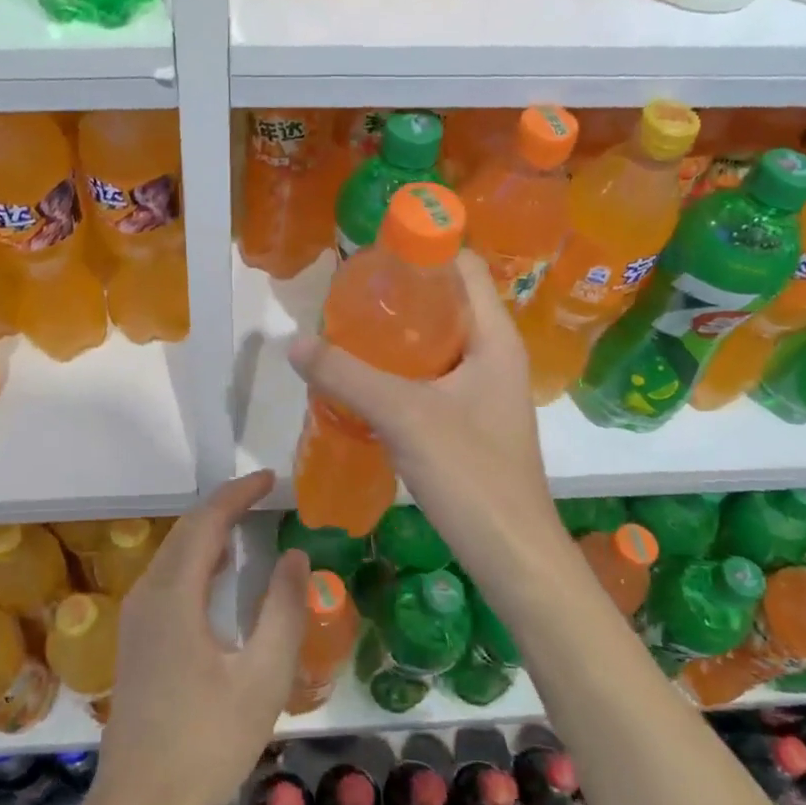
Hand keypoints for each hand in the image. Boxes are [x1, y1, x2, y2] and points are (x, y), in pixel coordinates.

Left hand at [95, 470, 308, 804]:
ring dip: (209, 532)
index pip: (206, 522)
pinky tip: (221, 576)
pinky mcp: (136, 638)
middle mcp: (147, 594)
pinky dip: (197, 559)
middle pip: (186, 531)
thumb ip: (284, 610)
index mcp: (174, 595)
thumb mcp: (262, 678)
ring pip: (174, 553)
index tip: (270, 479)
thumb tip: (294, 554)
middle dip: (224, 506)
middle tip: (265, 496)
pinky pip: (168, 577)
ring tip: (249, 526)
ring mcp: (136, 617)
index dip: (238, 494)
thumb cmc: (207, 742)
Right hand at [288, 250, 569, 586]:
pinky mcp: (470, 421)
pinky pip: (432, 379)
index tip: (371, 258)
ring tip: (346, 337)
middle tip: (347, 301)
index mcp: (494, 338)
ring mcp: (484, 391)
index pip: (464, 267)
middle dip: (399, 296)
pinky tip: (363, 384)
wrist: (511, 553)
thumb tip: (294, 343)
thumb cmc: (470, 473)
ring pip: (437, 344)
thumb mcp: (402, 416)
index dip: (422, 251)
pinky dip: (399, 372)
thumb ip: (346, 376)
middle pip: (447, 303)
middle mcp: (494, 355)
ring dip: (396, 338)